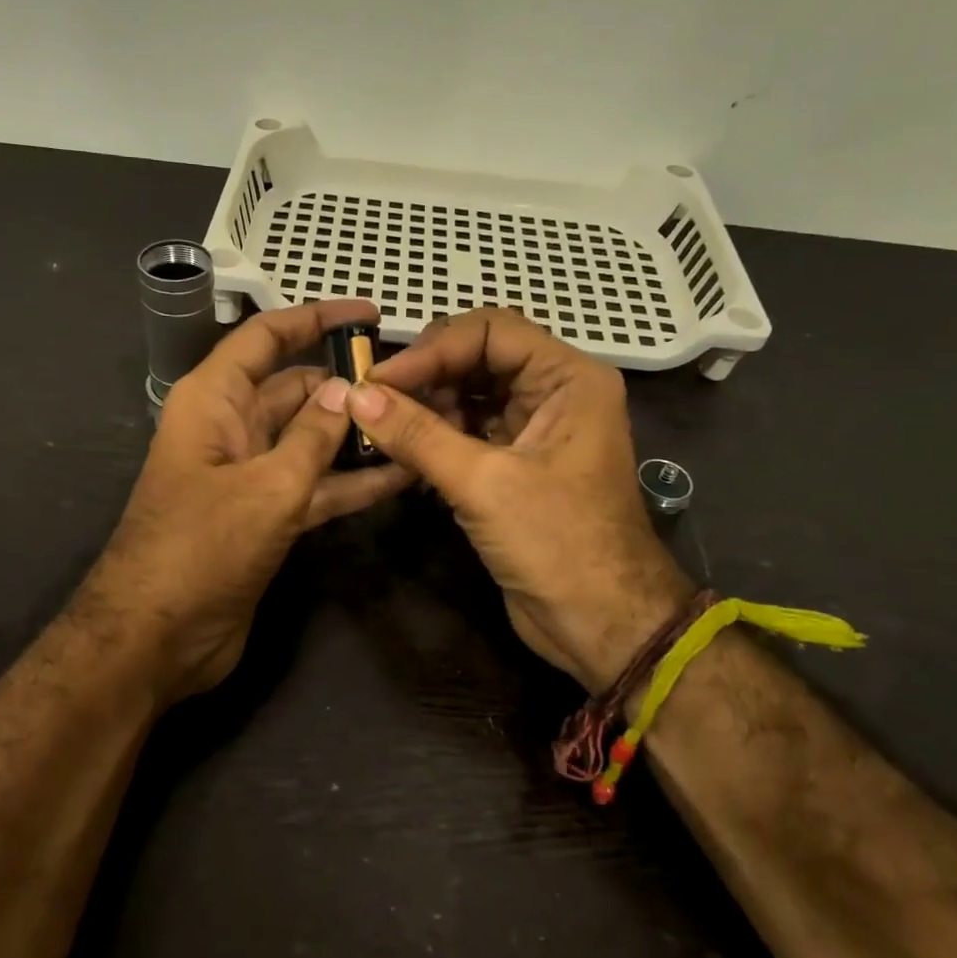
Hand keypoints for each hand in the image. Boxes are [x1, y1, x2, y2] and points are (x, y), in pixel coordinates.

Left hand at [89, 299, 412, 704]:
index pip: (266, 339)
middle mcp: (231, 428)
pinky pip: (315, 486)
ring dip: (356, 436)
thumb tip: (348, 389)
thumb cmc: (202, 548)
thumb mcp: (267, 486)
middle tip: (413, 384)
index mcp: (213, 400)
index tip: (368, 315)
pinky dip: (351, 482)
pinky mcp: (266, 517)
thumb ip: (313, 436)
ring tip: (419, 425)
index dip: (315, 319)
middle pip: (295, 389)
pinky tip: (400, 477)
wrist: (157, 638)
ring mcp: (249, 475)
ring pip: (310, 440)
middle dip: (347, 383)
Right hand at [349, 309, 692, 691]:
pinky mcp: (515, 466)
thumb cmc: (558, 544)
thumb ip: (418, 435)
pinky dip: (435, 439)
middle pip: (478, 359)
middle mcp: (554, 394)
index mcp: (568, 379)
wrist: (602, 626)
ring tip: (384, 431)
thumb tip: (354, 397)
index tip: (379, 381)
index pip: (491, 331)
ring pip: (469, 396)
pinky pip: (468, 433)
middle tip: (374, 402)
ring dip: (426, 409)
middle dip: (426, 377)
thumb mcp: (484, 483)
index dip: (433, 349)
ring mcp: (534, 431)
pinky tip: (402, 456)